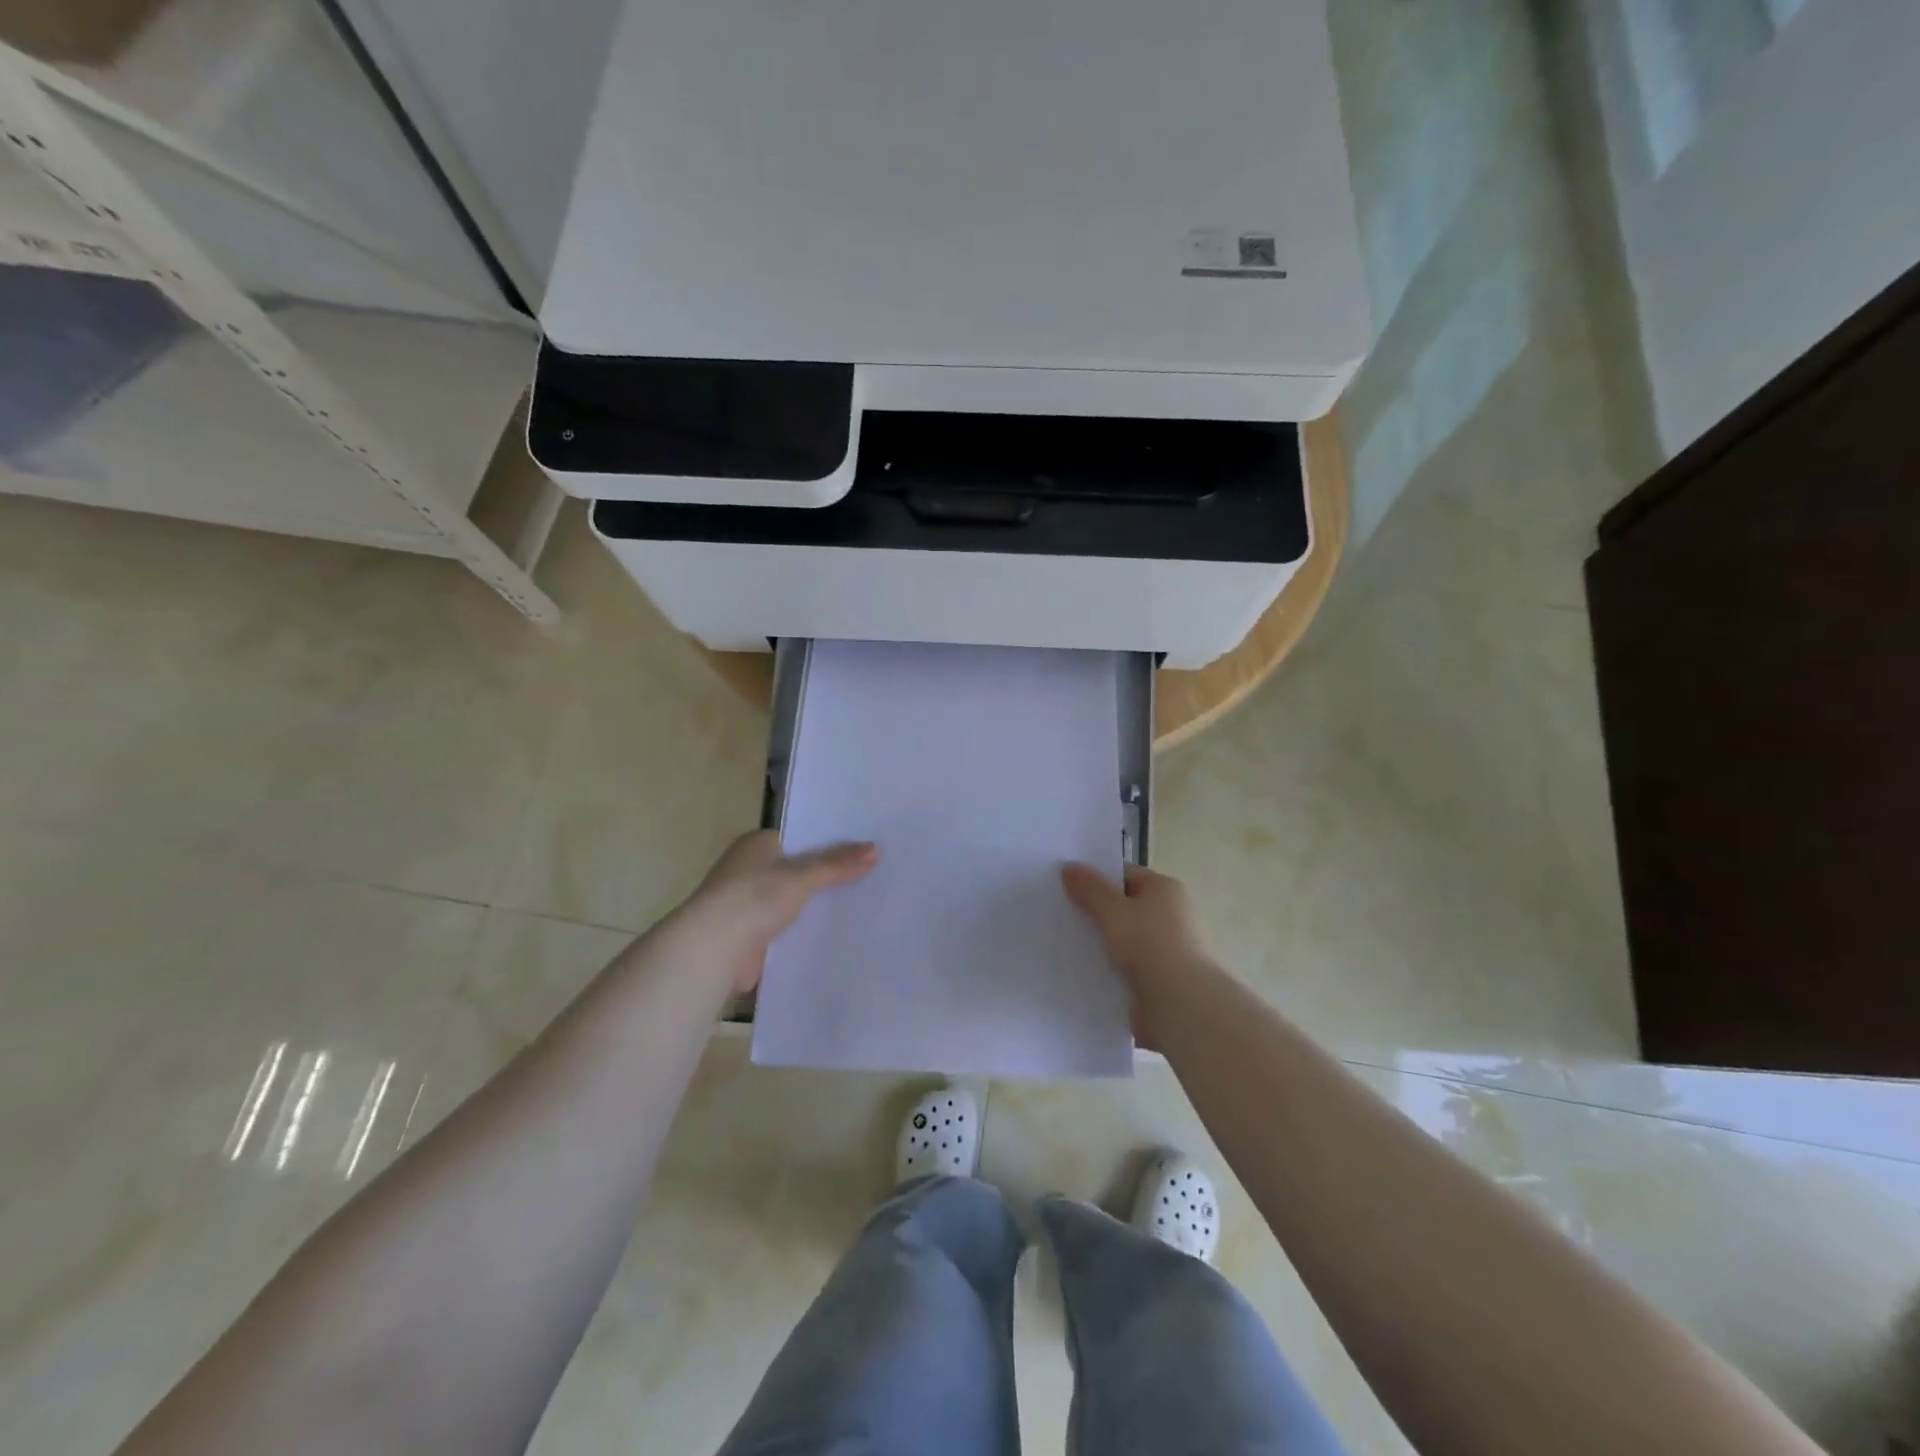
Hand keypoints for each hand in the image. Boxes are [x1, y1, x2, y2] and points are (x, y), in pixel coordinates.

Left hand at [677, 830, 878, 992]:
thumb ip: (837, 864)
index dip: (828, 842)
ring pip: (793, 900)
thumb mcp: (801, 876)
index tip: (861, 848)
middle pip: (797, 869)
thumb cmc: (752, 898)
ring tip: (862, 903)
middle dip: (826, 876)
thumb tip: (875, 849)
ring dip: (815, 905)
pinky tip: (836, 933)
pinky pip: (787, 928)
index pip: (799, 837)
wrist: (712, 950)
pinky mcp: (750, 935)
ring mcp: (747, 904)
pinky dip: (805, 931)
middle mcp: (749, 869)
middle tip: (869, 874)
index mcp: (756, 845)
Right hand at [1061, 863, 1216, 1039]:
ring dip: (1100, 942)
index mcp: (1165, 889)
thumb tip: (1069, 867)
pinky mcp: (1157, 977)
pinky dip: (1108, 967)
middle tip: (1061, 914)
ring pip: (1122, 938)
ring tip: (1065, 943)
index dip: (1097, 879)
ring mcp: (1164, 948)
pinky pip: (1125, 965)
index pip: (1125, 875)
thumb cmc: (1149, 945)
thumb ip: (1090, 889)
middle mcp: (1169, 914)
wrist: (1179, 1004)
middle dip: (1095, 912)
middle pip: (1124, 906)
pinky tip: (1083, 970)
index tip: (1067, 887)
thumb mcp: (1112, 910)